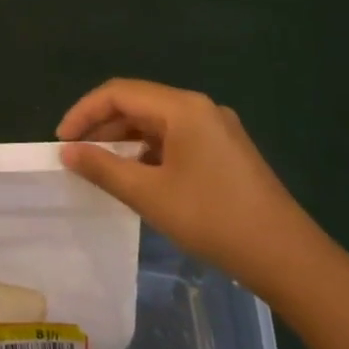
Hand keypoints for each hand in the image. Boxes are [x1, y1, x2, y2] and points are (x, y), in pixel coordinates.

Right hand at [58, 79, 322, 297]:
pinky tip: (138, 177)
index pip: (118, 93)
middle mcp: (199, 107)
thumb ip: (103, 168)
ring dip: (124, 140)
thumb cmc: (212, 219)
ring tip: (101, 168)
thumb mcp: (149, 195)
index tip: (61, 141)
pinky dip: (148, 151)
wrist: (286, 256)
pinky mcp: (225, 150)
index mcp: (182, 108)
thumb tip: (68, 151)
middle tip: (76, 156)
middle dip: (102, 126)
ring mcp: (216, 128)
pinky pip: (175, 138)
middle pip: (138, 103)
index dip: (84, 112)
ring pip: (156, 122)